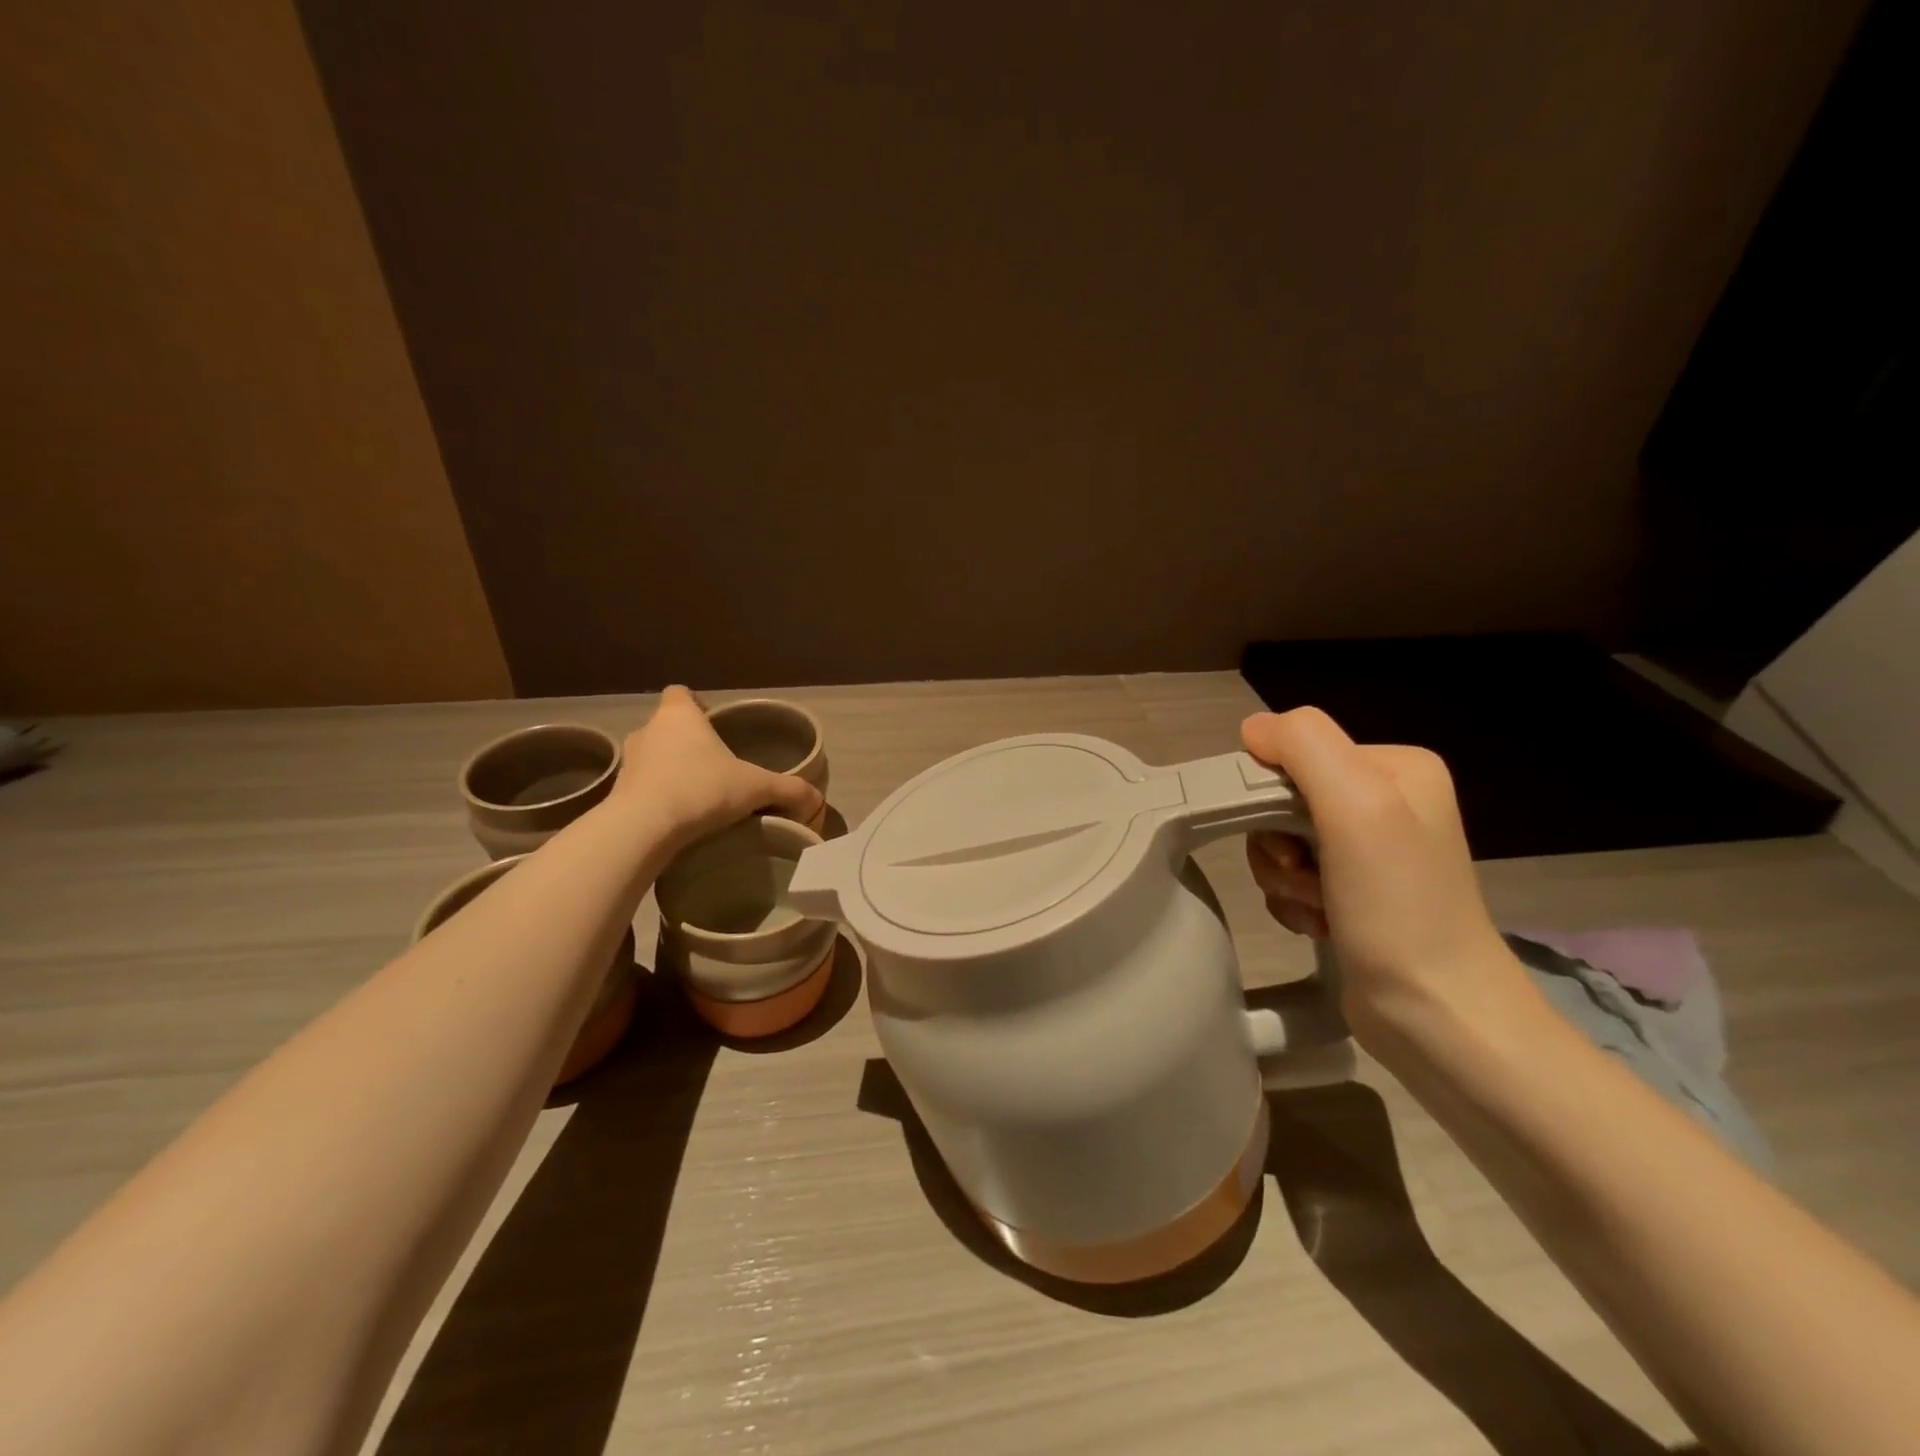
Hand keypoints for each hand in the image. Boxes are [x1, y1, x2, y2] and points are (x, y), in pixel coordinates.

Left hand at [609, 687, 822, 848]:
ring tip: (696, 795)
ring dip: (669, 771)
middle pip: (667, 727)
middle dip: (687, 743)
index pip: (680, 693)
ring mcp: (628, 763)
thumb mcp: (757, 788)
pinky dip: (656, 798)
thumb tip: (817, 801)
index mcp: (679, 715)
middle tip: (714, 766)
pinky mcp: (617, 795)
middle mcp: (648, 731)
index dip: (696, 705)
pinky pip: (641, 789)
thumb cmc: (701, 790)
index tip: (714, 725)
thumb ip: (789, 790)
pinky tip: (677, 818)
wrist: (643, 828)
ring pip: (652, 758)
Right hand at [1240, 707, 1535, 1044]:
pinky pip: (1291, 876)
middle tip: (1304, 877)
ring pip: (1279, 841)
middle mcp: (1386, 801)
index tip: (1293, 840)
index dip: (1272, 794)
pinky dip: (1293, 901)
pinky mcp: (1354, 892)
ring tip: (1317, 907)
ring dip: (1283, 877)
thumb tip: (1252, 729)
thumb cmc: (1397, 906)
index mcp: (1395, 767)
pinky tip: (1320, 924)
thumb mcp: (1357, 805)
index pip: (1296, 751)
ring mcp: (1370, 850)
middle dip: (1278, 843)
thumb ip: (1304, 746)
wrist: (1436, 1013)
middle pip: (1282, 798)